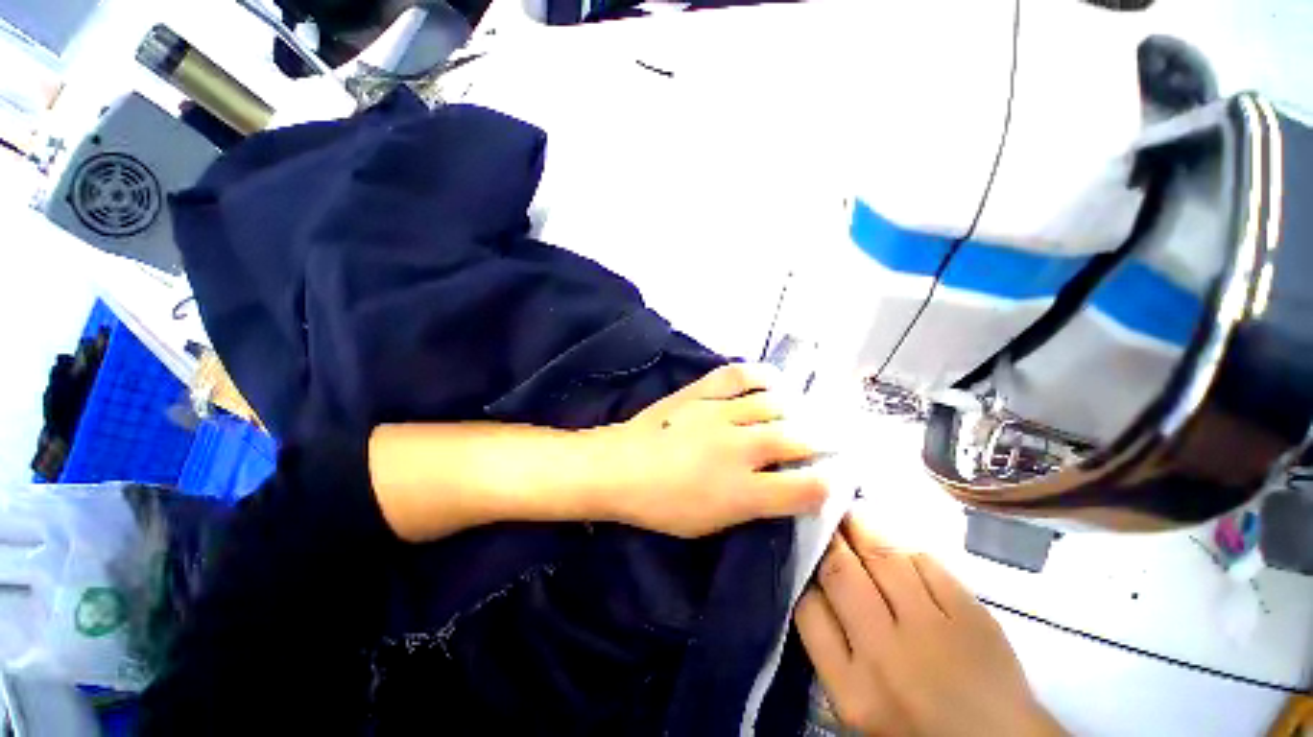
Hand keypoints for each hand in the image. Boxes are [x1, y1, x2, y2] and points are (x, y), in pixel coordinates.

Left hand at [597, 363, 828, 537]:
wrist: (620, 468)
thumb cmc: (663, 506)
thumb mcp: (713, 524)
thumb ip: (756, 506)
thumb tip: (788, 488)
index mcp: (742, 492)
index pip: (806, 488)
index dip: (829, 483)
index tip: (833, 476)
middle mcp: (739, 449)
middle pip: (799, 438)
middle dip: (824, 440)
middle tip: (829, 439)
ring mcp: (720, 413)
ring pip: (776, 403)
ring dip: (798, 408)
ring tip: (802, 412)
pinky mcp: (702, 391)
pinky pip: (741, 374)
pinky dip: (764, 374)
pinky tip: (775, 382)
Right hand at [795, 516, 1064, 736]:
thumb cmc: (916, 727)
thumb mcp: (858, 705)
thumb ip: (831, 649)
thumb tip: (813, 586)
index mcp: (852, 689)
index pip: (808, 609)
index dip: (803, 574)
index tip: (805, 556)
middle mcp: (887, 656)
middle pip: (840, 573)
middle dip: (827, 537)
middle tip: (822, 515)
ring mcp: (933, 632)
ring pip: (883, 556)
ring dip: (861, 526)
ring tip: (851, 511)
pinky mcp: (973, 616)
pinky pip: (928, 562)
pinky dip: (906, 547)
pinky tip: (896, 543)